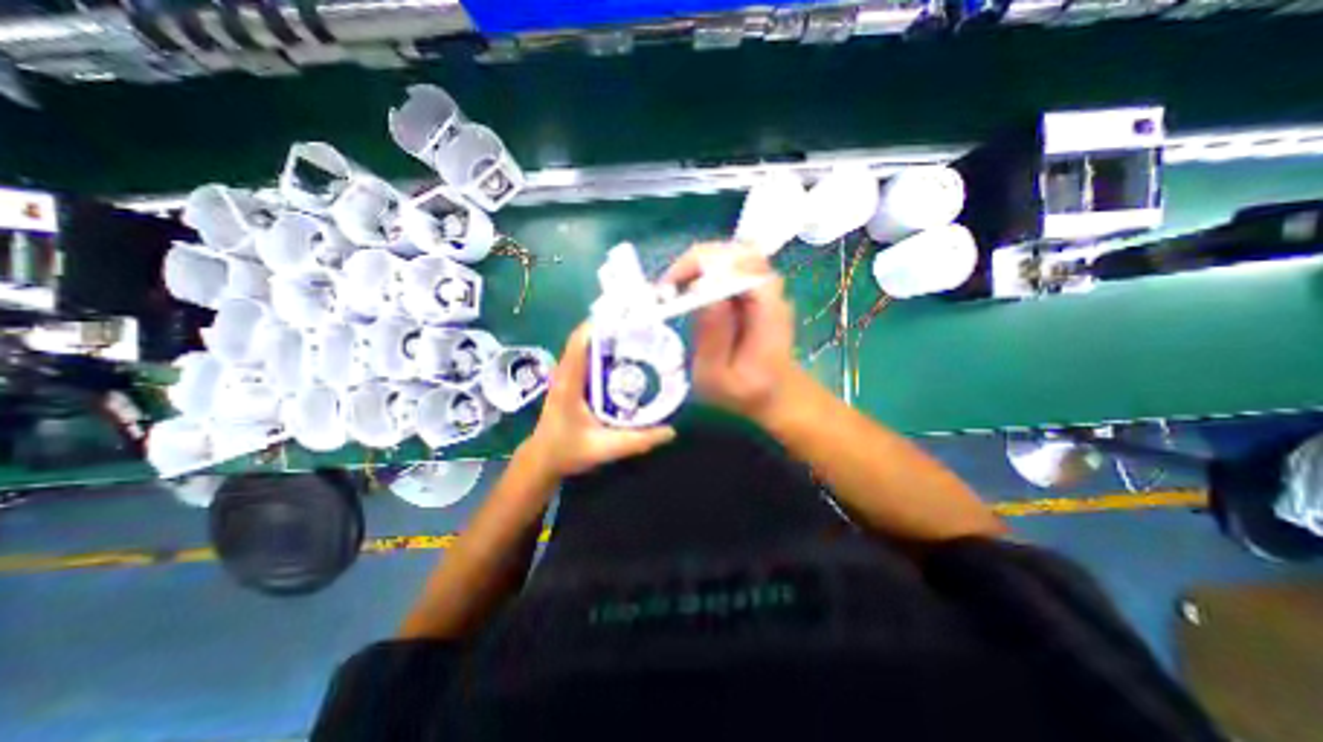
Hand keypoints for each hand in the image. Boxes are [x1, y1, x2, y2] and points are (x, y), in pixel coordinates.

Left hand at [523, 323, 675, 476]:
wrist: (542, 460)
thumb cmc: (567, 452)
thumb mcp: (605, 448)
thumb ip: (638, 440)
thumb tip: (671, 431)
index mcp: (569, 383)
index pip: (580, 342)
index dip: (600, 325)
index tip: (626, 317)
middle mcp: (566, 373)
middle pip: (586, 339)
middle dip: (611, 328)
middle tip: (642, 326)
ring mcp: (567, 375)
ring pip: (587, 347)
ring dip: (608, 339)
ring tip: (637, 336)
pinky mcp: (571, 380)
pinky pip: (588, 358)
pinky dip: (605, 352)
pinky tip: (626, 357)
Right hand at [661, 244, 795, 422]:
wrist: (776, 392)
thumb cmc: (744, 391)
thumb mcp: (717, 376)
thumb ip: (711, 337)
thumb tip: (699, 288)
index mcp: (767, 312)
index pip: (740, 266)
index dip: (701, 267)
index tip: (670, 289)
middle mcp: (770, 290)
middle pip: (735, 250)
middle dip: (695, 262)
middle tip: (668, 289)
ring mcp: (766, 286)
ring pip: (731, 253)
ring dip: (698, 265)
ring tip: (675, 290)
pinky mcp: (756, 287)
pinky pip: (729, 264)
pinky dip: (705, 270)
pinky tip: (690, 291)